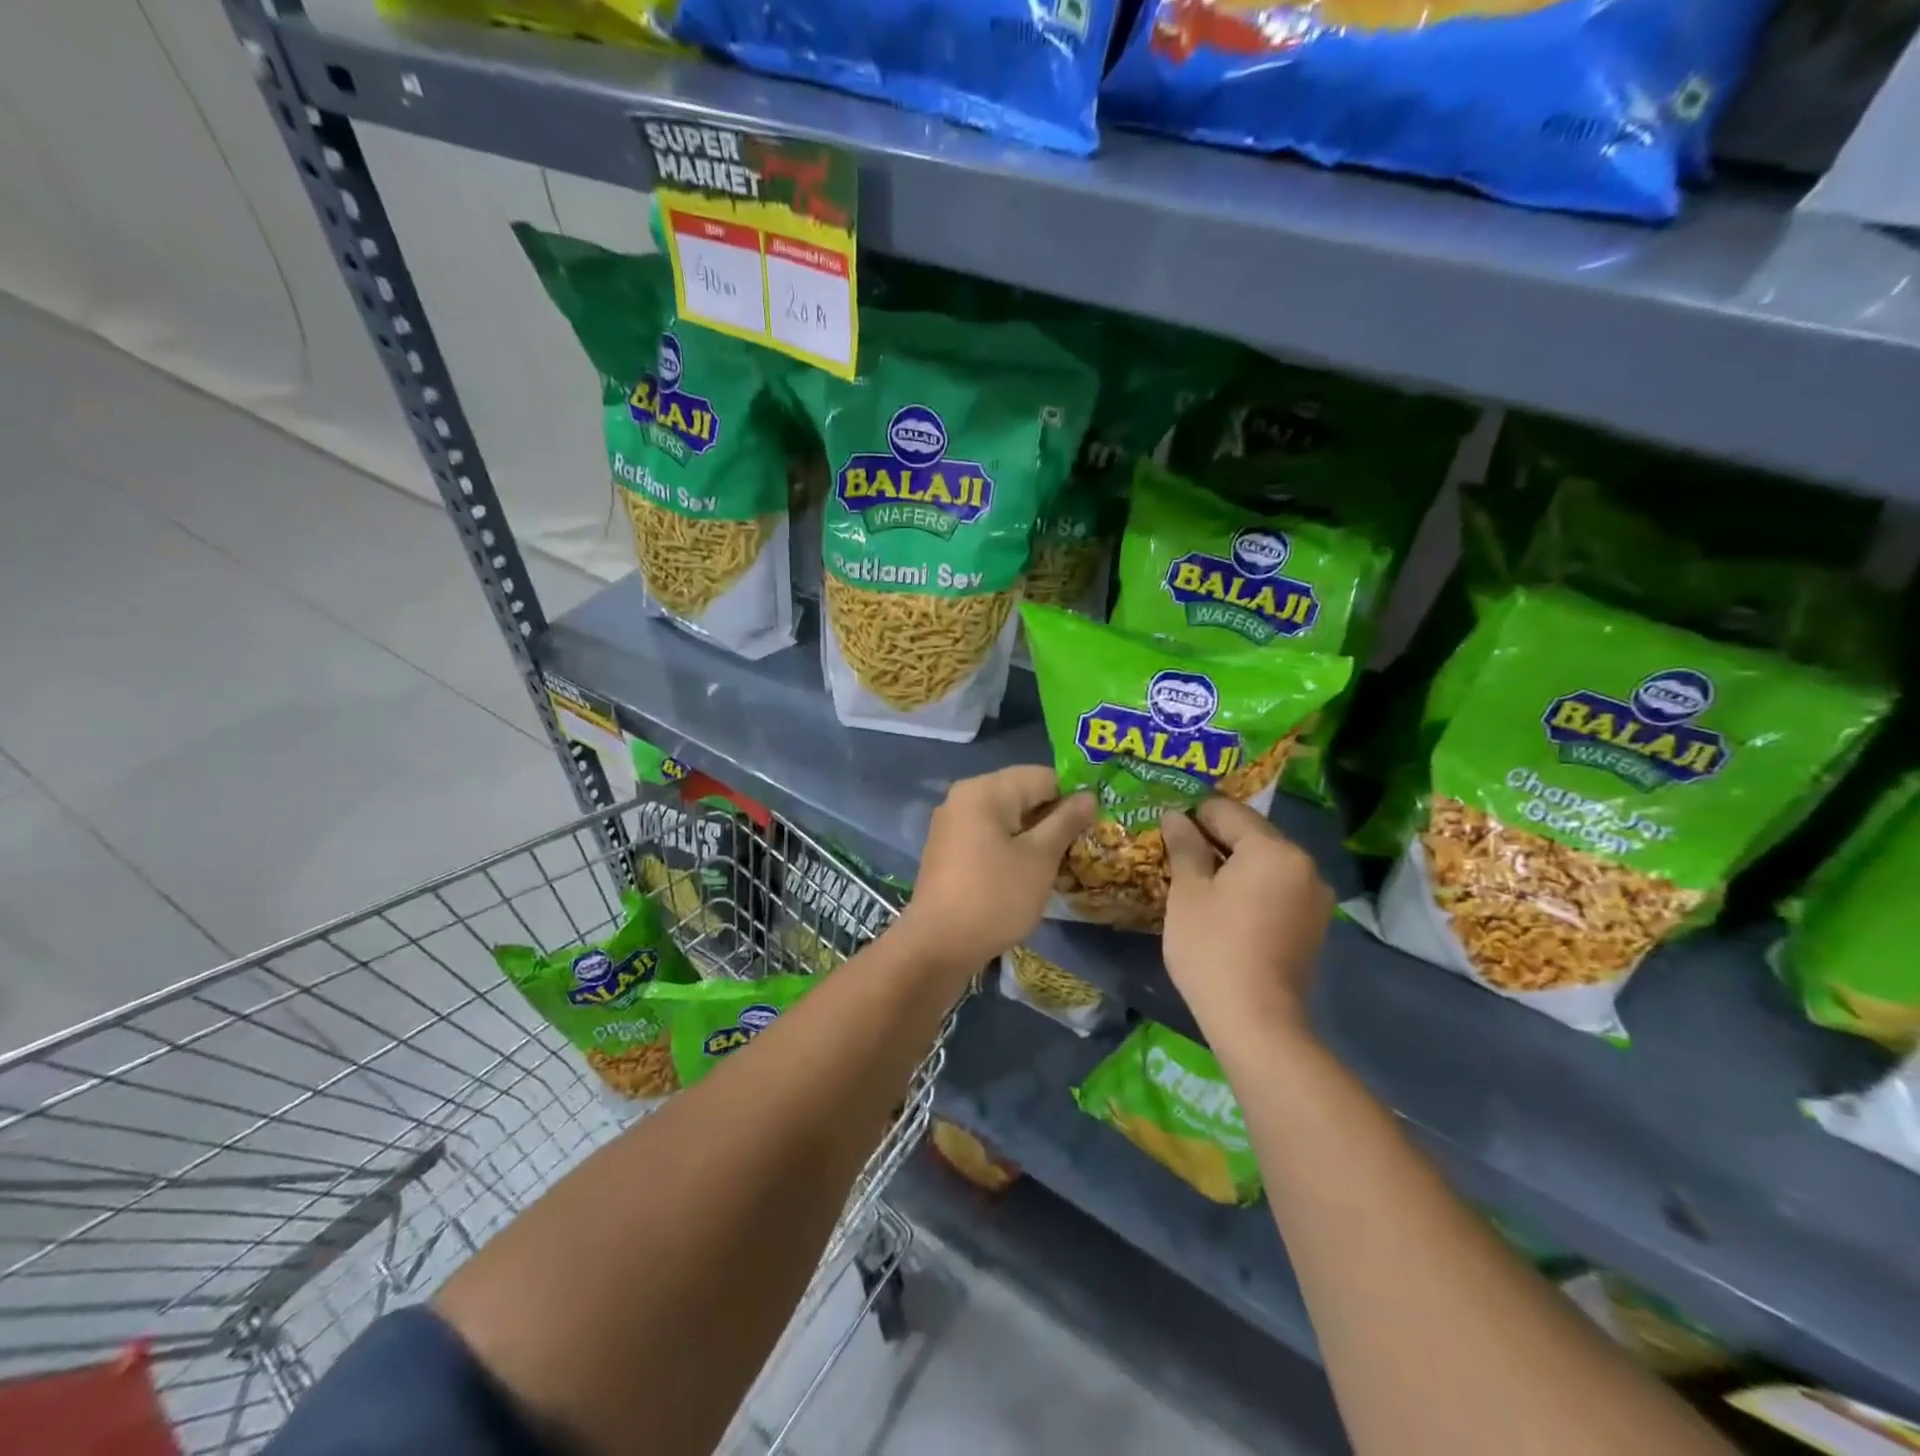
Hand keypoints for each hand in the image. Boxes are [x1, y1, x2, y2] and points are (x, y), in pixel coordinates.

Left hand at [898, 767, 1094, 976]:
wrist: (937, 947)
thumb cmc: (995, 897)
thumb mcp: (1039, 859)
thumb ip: (1065, 822)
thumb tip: (1088, 795)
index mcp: (984, 790)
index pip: (1042, 776)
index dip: (1073, 797)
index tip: (1095, 825)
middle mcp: (963, 798)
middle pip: (1022, 794)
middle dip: (1054, 816)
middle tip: (1083, 845)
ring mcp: (952, 824)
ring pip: (1007, 818)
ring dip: (1035, 835)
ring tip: (1063, 861)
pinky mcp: (949, 850)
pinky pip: (990, 836)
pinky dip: (1013, 847)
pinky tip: (1032, 872)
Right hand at [1160, 797, 1332, 1039]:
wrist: (1256, 1021)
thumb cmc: (1213, 948)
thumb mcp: (1188, 892)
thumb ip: (1184, 846)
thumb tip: (1176, 816)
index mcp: (1273, 849)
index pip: (1227, 811)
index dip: (1193, 815)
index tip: (1167, 832)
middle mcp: (1303, 864)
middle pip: (1251, 834)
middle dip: (1214, 839)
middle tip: (1178, 856)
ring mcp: (1314, 896)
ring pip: (1265, 862)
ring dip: (1233, 865)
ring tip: (1199, 884)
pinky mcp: (1313, 924)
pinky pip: (1276, 888)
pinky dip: (1251, 888)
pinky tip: (1225, 908)